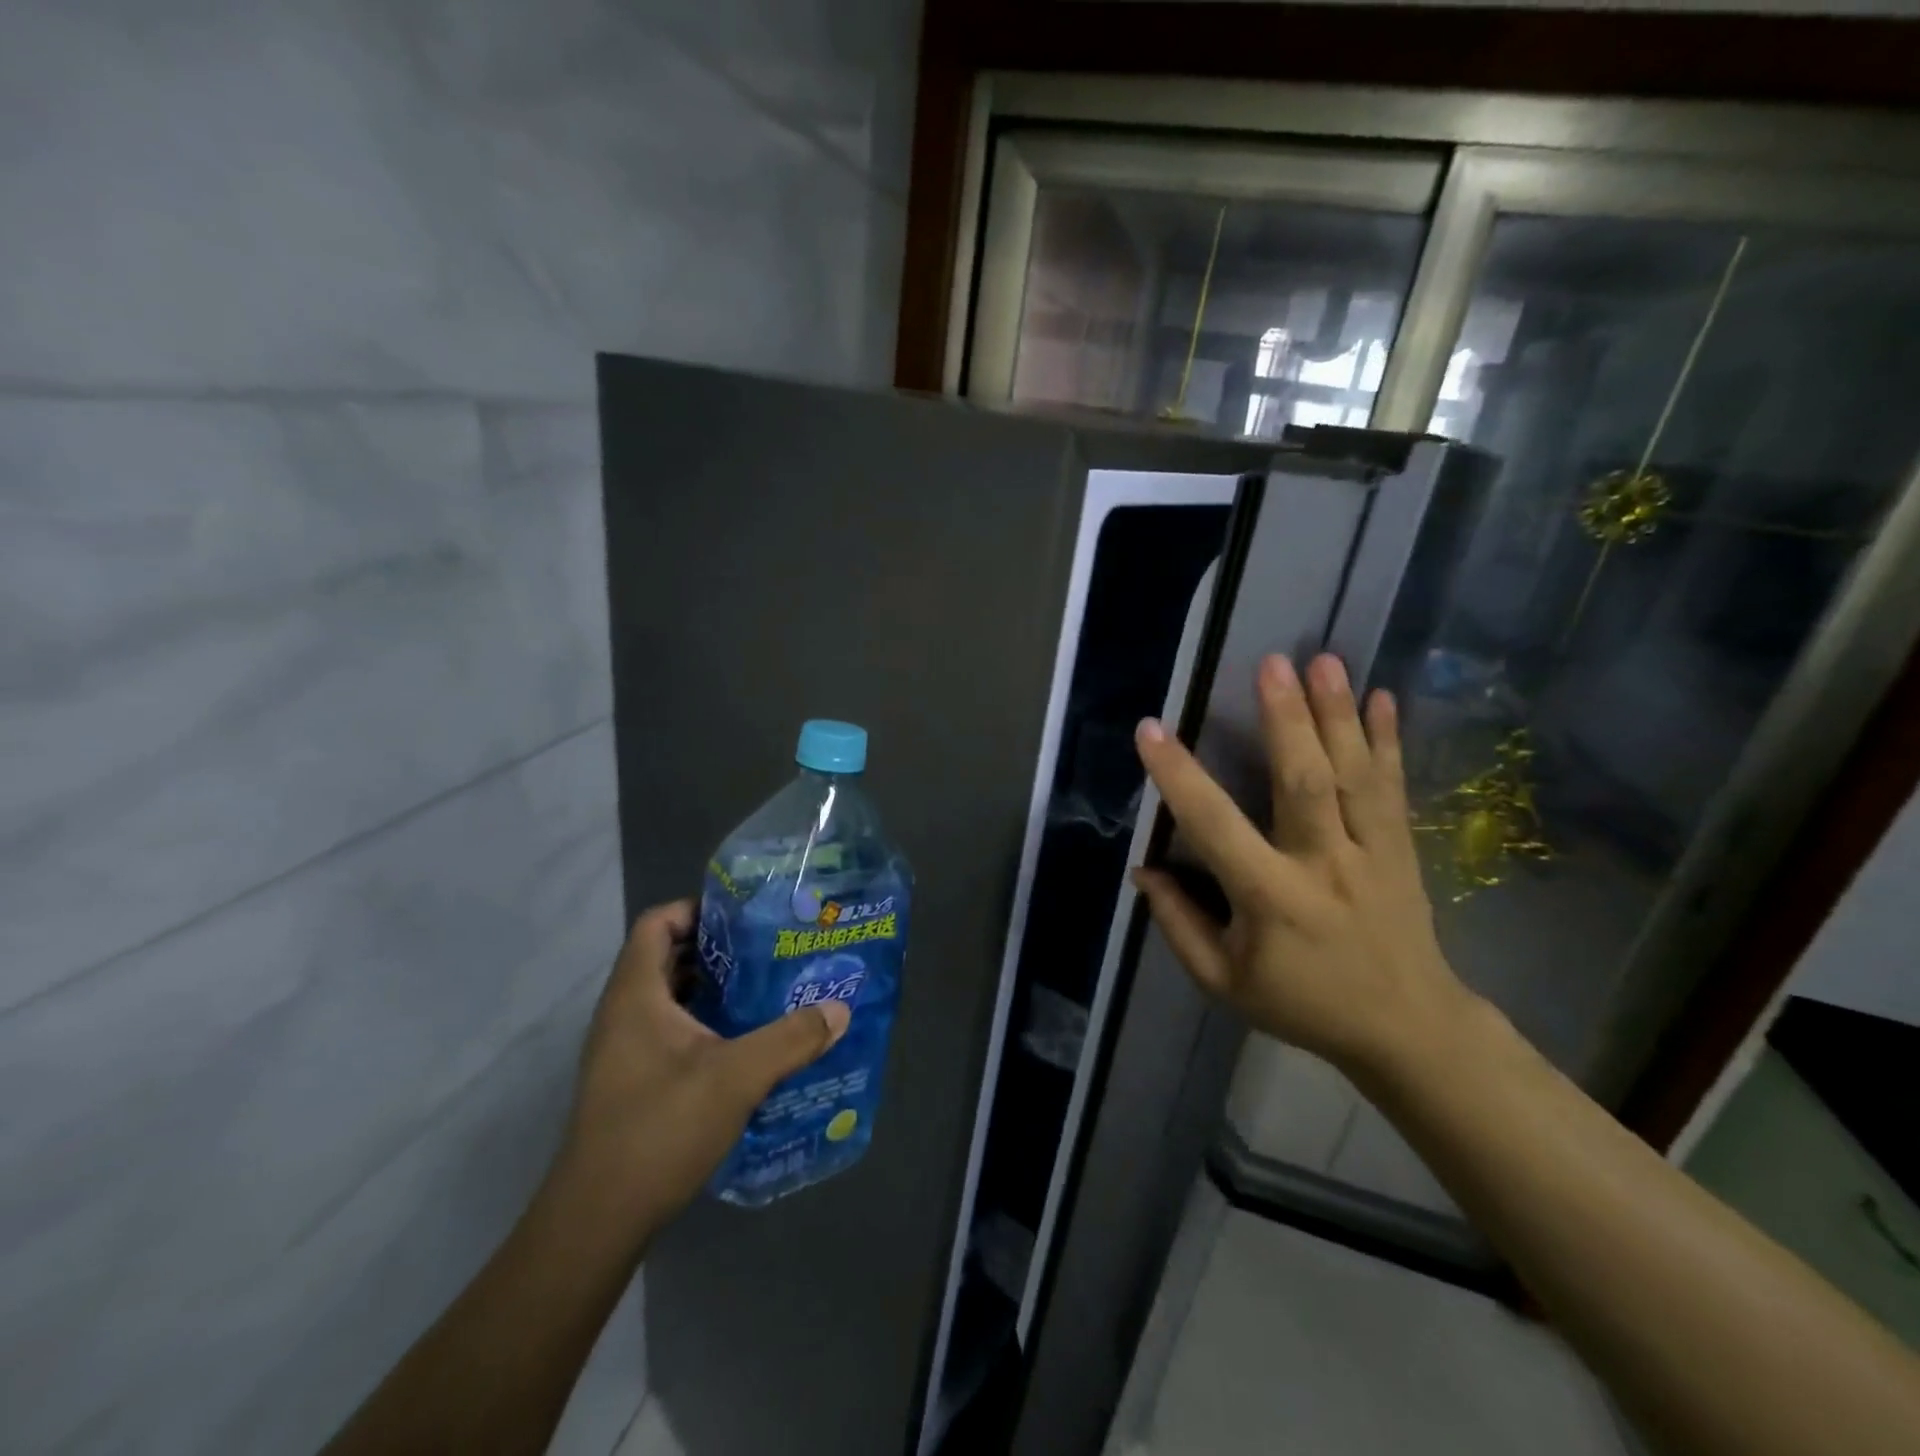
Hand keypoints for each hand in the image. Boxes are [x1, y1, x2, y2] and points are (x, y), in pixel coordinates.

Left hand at [554, 899, 849, 1229]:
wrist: (598, 1220)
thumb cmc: (660, 1129)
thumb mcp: (737, 1077)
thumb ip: (791, 1039)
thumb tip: (839, 1010)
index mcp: (636, 994)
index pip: (658, 922)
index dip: (698, 908)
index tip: (746, 916)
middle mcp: (623, 1013)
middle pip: (667, 956)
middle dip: (718, 948)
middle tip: (769, 949)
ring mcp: (623, 1050)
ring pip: (671, 997)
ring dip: (713, 988)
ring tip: (765, 989)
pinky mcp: (631, 1081)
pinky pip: (669, 1030)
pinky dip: (704, 1023)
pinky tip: (744, 1042)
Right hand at [1132, 652, 1475, 1074]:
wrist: (1408, 1028)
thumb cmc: (1303, 1003)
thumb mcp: (1223, 981)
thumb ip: (1178, 924)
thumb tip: (1142, 870)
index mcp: (1271, 899)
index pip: (1215, 827)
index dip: (1180, 777)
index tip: (1151, 730)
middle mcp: (1324, 865)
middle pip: (1305, 783)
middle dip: (1288, 720)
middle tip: (1272, 663)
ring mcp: (1372, 853)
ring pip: (1354, 775)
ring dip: (1338, 714)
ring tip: (1323, 660)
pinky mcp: (1403, 850)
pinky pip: (1394, 789)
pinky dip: (1388, 741)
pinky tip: (1382, 698)